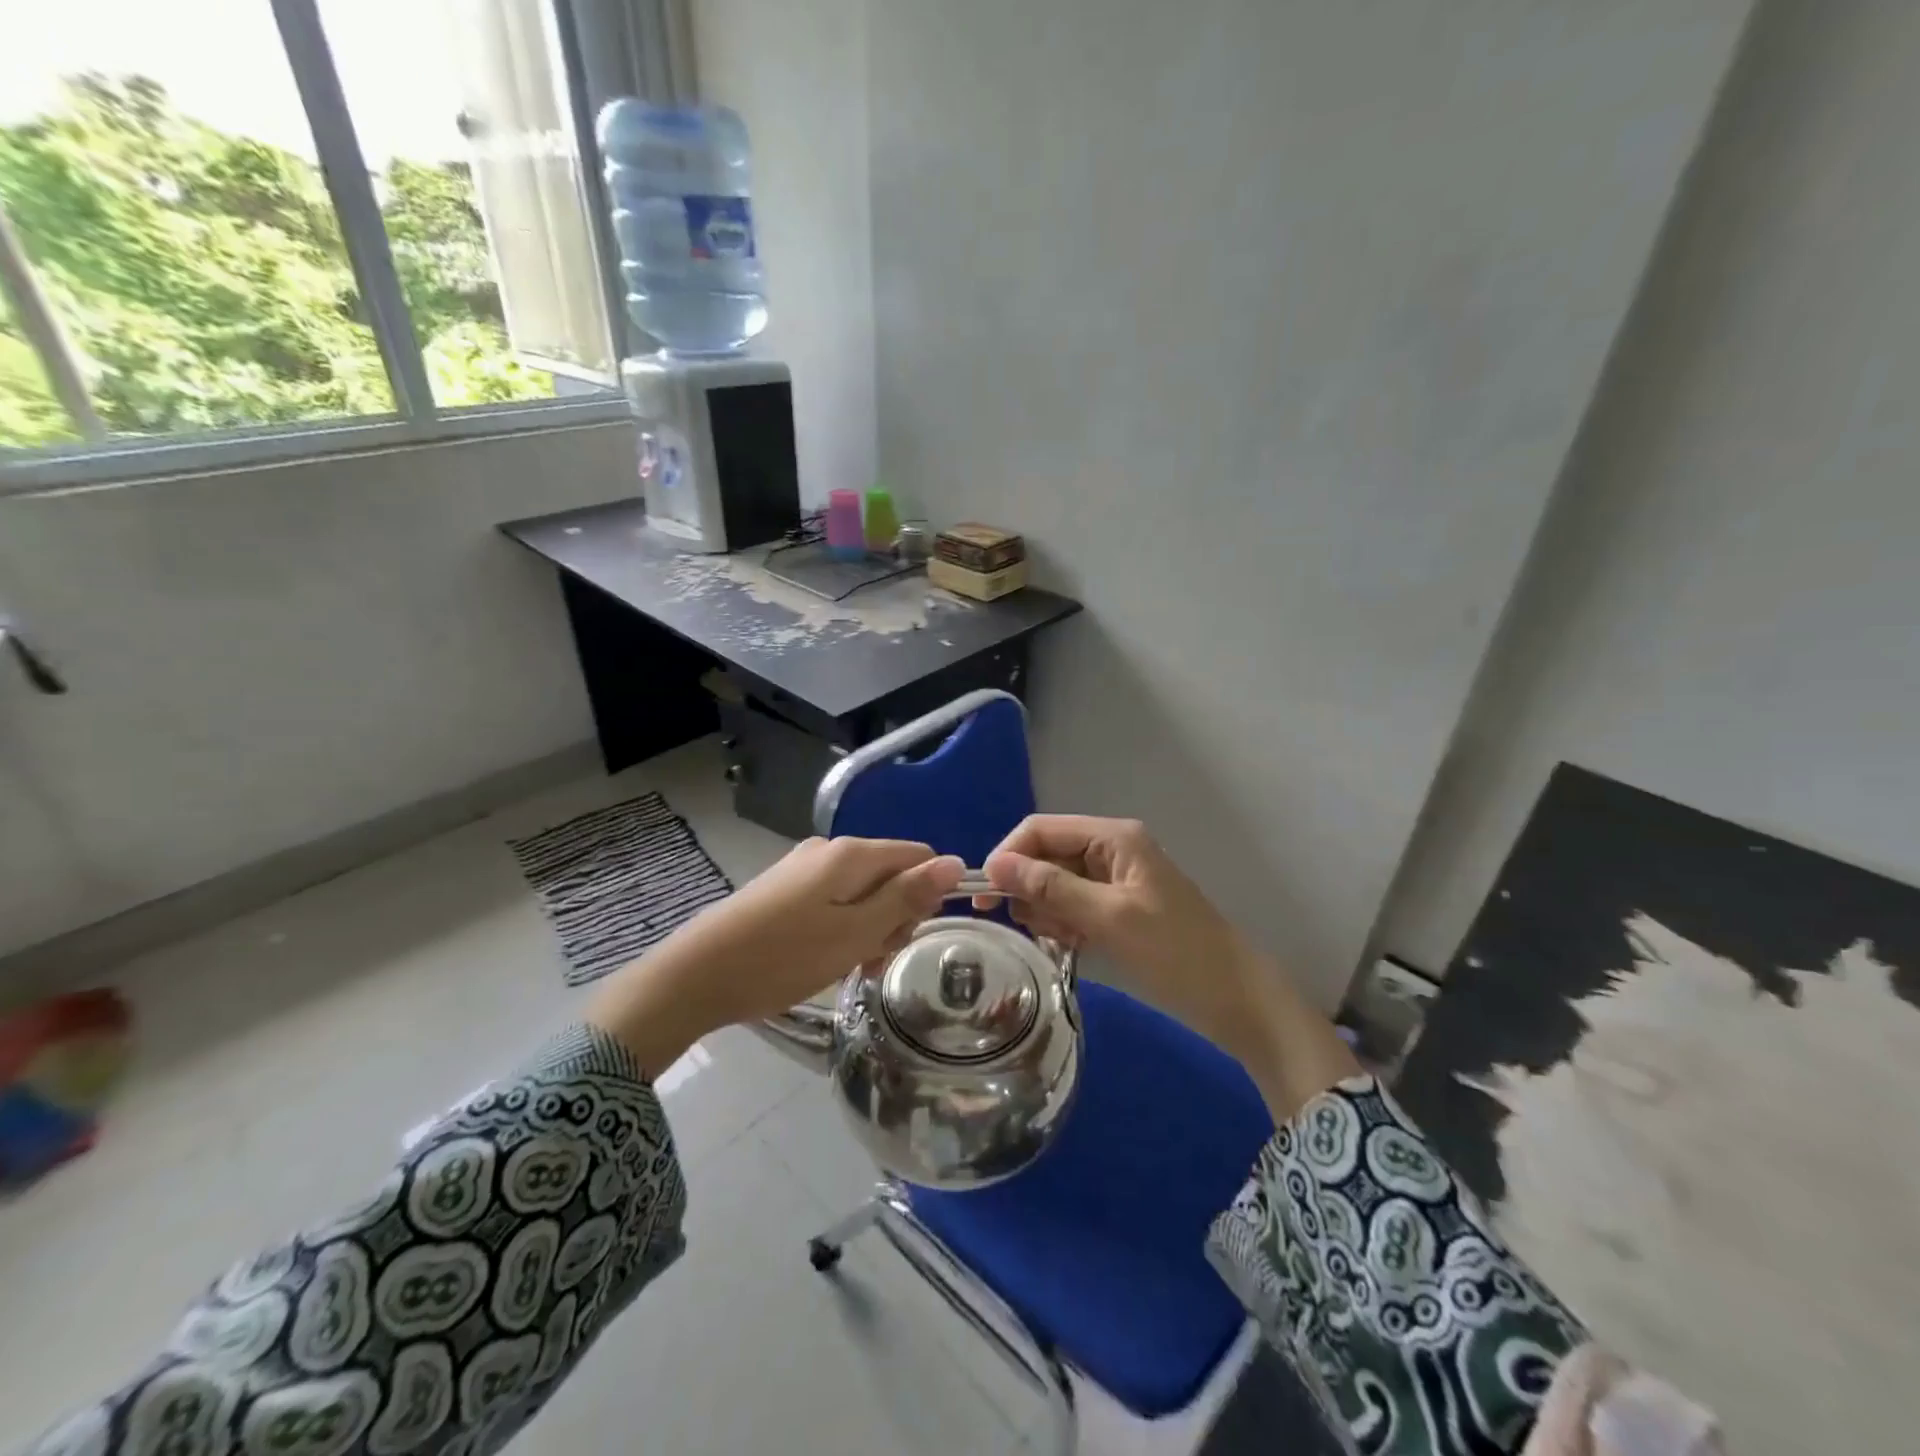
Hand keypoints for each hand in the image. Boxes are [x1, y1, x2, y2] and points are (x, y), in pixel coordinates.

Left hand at [589, 838, 964, 1075]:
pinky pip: (833, 902)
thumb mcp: (856, 933)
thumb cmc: (785, 957)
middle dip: (894, 917)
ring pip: (862, 893)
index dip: (928, 894)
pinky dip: (842, 929)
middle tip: (872, 960)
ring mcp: (803, 868)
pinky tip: (826, 960)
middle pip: (890, 874)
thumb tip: (954, 862)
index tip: (909, 936)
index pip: (919, 856)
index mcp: (852, 854)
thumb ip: (906, 897)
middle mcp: (829, 850)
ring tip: (849, 969)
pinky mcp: (784, 890)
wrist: (696, 975)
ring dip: (868, 930)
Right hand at [978, 815, 1256, 1047]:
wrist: (1236, 1000)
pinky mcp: (1116, 907)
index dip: (1009, 856)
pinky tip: (1074, 945)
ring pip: (1055, 883)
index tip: (985, 898)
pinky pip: (1072, 904)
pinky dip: (1064, 923)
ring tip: (1066, 939)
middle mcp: (1110, 849)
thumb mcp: (1109, 918)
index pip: (1040, 829)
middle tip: (1038, 929)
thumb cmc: (1176, 953)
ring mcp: (1114, 879)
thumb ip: (1051, 888)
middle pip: (1046, 855)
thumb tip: (996, 864)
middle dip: (1031, 889)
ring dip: (1047, 910)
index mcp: (1112, 837)